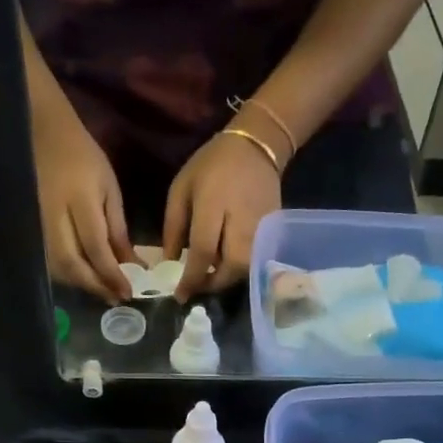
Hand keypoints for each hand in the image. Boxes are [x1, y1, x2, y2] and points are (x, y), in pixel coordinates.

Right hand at [33, 103, 131, 303]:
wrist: (42, 133)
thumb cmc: (83, 157)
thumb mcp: (109, 188)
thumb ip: (117, 229)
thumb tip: (130, 265)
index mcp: (79, 200)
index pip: (95, 247)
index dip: (111, 274)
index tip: (128, 292)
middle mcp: (54, 216)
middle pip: (71, 263)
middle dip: (95, 285)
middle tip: (115, 297)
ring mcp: (37, 223)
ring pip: (56, 267)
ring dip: (80, 284)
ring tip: (102, 291)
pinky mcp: (29, 227)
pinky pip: (47, 260)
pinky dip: (66, 275)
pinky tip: (82, 278)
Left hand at [163, 131, 281, 299]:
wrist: (256, 146)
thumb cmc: (212, 165)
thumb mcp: (181, 189)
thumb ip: (173, 227)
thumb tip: (169, 263)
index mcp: (214, 206)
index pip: (203, 252)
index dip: (191, 278)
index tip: (179, 295)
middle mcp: (242, 221)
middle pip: (232, 267)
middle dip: (213, 283)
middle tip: (198, 286)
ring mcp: (262, 227)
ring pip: (246, 268)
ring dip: (227, 278)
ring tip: (210, 276)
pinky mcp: (273, 231)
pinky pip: (255, 259)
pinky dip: (239, 268)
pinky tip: (226, 264)